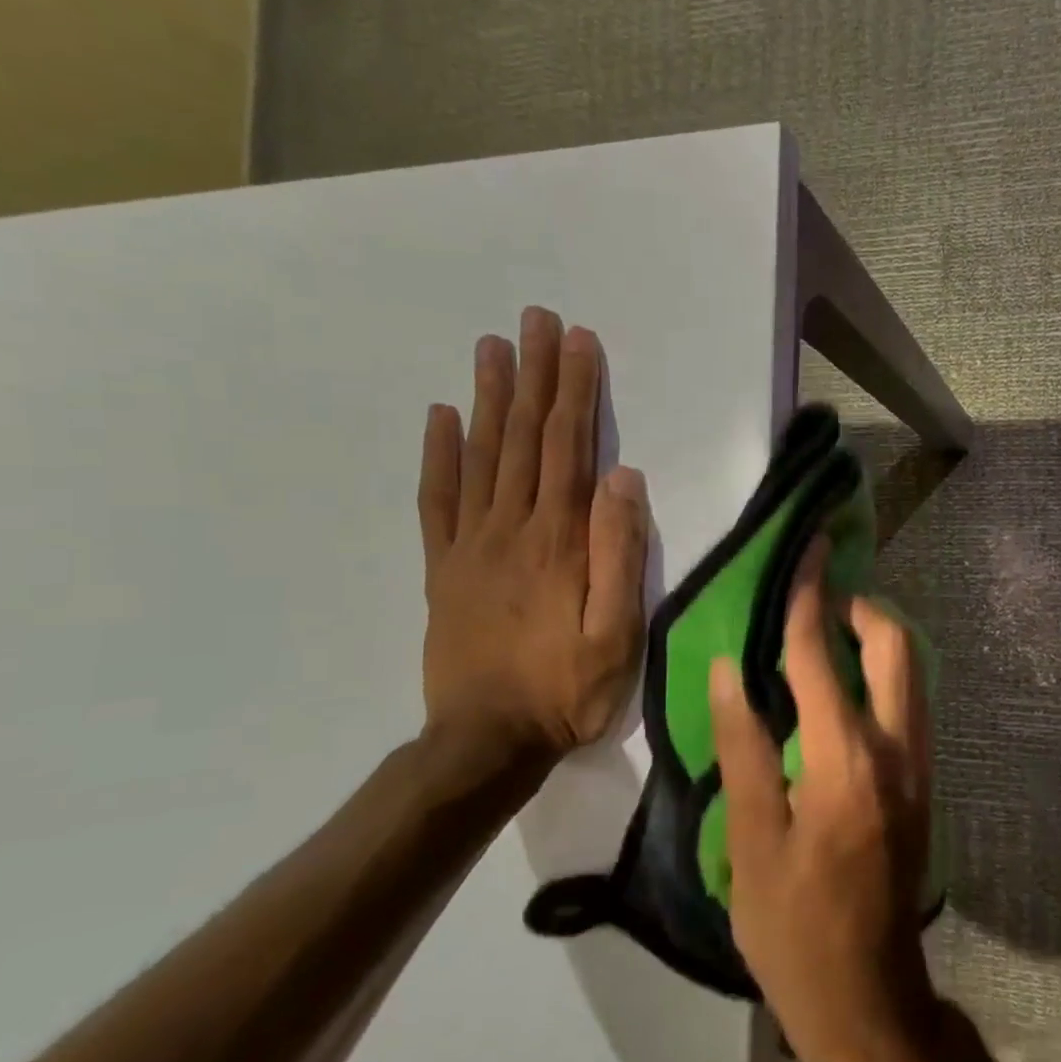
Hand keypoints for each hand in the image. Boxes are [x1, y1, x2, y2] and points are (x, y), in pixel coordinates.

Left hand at [419, 307, 649, 765]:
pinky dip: (438, 455)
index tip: (578, 341)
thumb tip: (623, 478)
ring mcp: (470, 545)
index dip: (575, 392)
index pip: (568, 448)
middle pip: (523, 437)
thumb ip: (619, 553)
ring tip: (492, 347)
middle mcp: (510, 528)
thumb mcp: (617, 632)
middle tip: (535, 320)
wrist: (486, 741)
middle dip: (534, 375)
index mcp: (557, 541)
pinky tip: (440, 417)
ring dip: (488, 397)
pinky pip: (437, 500)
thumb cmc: (567, 689)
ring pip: (480, 456)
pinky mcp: (443, 568)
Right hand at [711, 539, 938, 1061]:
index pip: (820, 656)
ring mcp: (919, 766)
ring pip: (910, 672)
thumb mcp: (751, 844)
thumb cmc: (794, 930)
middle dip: (860, 607)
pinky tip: (841, 688)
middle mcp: (896, 750)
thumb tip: (731, 671)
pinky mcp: (922, 782)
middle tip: (817, 598)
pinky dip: (881, 673)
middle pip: (895, 646)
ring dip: (874, 639)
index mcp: (845, 761)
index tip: (808, 549)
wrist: (869, 1000)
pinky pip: (907, 701)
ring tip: (824, 634)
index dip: (809, 597)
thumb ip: (743, 748)